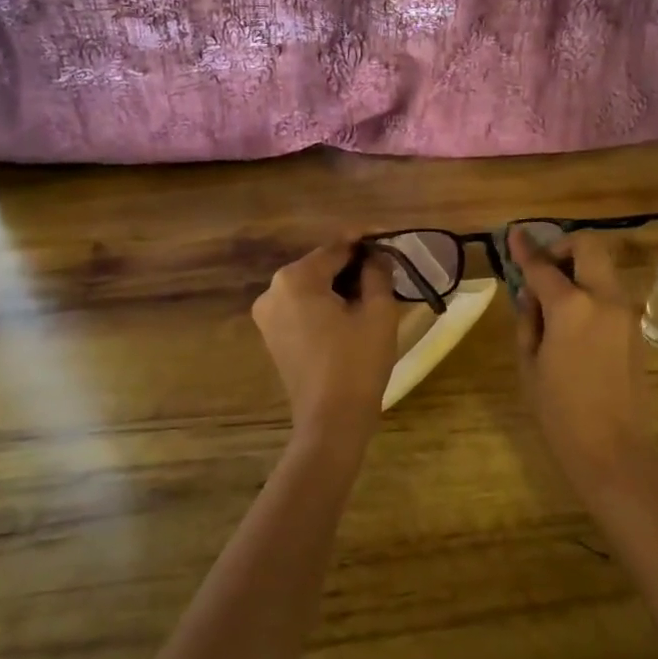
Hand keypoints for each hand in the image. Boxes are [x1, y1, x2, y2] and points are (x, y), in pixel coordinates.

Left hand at [252, 241, 399, 449]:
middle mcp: (273, 290)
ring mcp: (268, 314)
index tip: (390, 236)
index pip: (336, 247)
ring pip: (311, 285)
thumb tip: (376, 256)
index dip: (366, 240)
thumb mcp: (378, 312)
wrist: (331, 422)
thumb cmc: (357, 363)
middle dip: (353, 263)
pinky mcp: (273, 335)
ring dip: (340, 283)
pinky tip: (351, 309)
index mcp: (296, 278)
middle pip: (321, 265)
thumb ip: (377, 273)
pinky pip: (302, 306)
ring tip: (374, 287)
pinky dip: (325, 302)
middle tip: (386, 265)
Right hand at [510, 229, 650, 490]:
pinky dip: (591, 293)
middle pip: (588, 247)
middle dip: (563, 248)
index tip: (514, 234)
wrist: (613, 450)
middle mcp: (603, 299)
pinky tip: (574, 324)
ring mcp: (625, 312)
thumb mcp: (530, 363)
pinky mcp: (636, 329)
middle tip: (544, 269)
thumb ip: (529, 319)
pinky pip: (611, 295)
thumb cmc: (560, 411)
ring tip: (556, 302)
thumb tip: (533, 295)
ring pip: (603, 269)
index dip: (525, 249)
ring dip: (579, 271)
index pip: (542, 266)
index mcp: (571, 307)